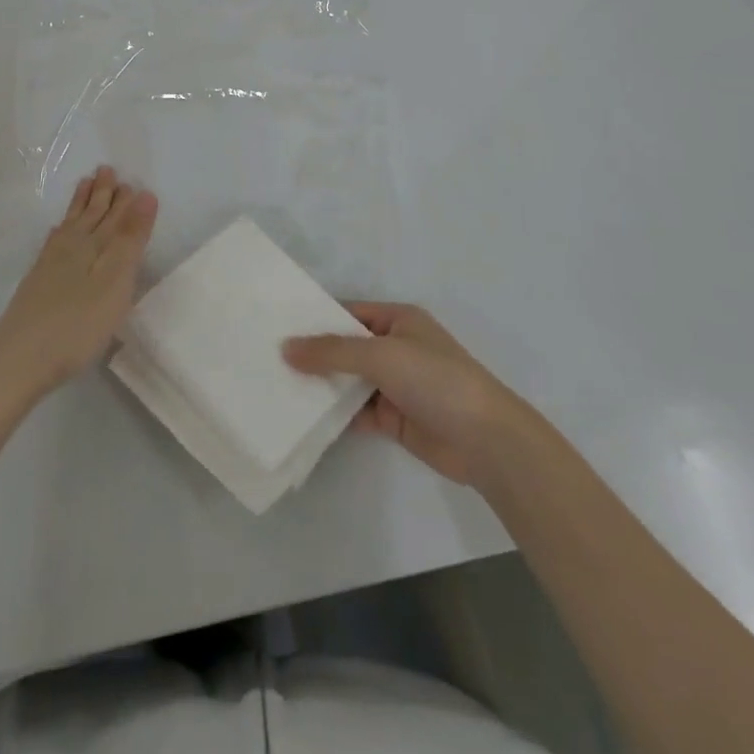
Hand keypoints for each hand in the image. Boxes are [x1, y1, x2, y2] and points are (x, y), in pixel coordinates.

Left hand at [0, 167, 157, 401]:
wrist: (16, 361)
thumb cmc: (76, 325)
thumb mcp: (114, 281)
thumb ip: (130, 239)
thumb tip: (144, 195)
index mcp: (93, 246)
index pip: (115, 217)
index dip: (125, 200)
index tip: (132, 180)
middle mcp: (70, 248)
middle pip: (90, 215)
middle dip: (101, 194)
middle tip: (107, 170)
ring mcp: (49, 266)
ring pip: (70, 225)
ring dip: (80, 205)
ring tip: (85, 185)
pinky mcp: (36, 284)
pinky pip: (52, 243)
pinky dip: (60, 231)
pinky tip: (57, 232)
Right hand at [283, 302, 534, 489]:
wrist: (485, 440)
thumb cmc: (435, 380)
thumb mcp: (381, 355)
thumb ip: (332, 351)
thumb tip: (286, 348)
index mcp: (398, 319)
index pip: (348, 313)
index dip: (316, 319)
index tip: (277, 326)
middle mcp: (395, 347)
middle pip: (346, 347)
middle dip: (314, 353)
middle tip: (268, 358)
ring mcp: (395, 384)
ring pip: (349, 380)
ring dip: (322, 384)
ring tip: (277, 386)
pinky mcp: (394, 418)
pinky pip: (356, 410)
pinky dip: (334, 413)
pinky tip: (303, 416)